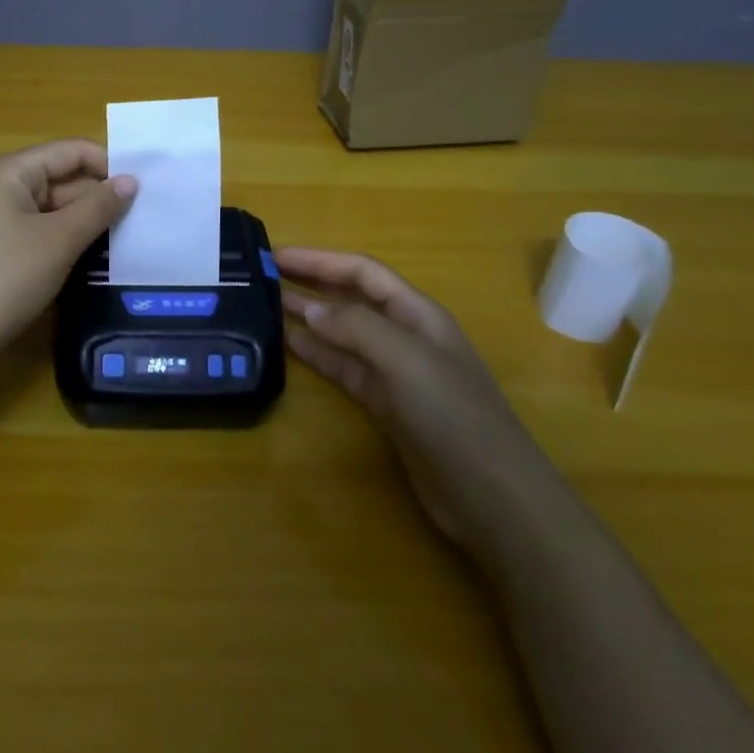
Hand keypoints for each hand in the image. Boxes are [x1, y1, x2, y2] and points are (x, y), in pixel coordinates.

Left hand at [0, 139, 136, 364]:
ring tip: (130, 235)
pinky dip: (68, 238)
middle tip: (144, 217)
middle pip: (63, 178)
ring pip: (55, 208)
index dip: (107, 164)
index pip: (70, 151)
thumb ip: (98, 207)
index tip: (144, 188)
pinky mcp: (1, 247)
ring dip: (87, 220)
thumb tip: (131, 181)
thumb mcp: (59, 239)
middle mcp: (3, 186)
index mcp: (11, 171)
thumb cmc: (6, 276)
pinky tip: (97, 254)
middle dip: (99, 196)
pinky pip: (43, 230)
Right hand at [277, 247, 547, 543]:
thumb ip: (356, 327)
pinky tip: (289, 346)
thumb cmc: (454, 417)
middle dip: (311, 282)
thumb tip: (307, 308)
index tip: (275, 255)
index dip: (319, 259)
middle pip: (351, 296)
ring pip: (343, 332)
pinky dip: (317, 354)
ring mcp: (395, 371)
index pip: (361, 271)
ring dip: (309, 316)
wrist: (492, 497)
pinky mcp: (385, 405)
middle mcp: (405, 334)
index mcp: (417, 313)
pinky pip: (344, 367)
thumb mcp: (406, 361)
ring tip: (266, 306)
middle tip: (262, 277)